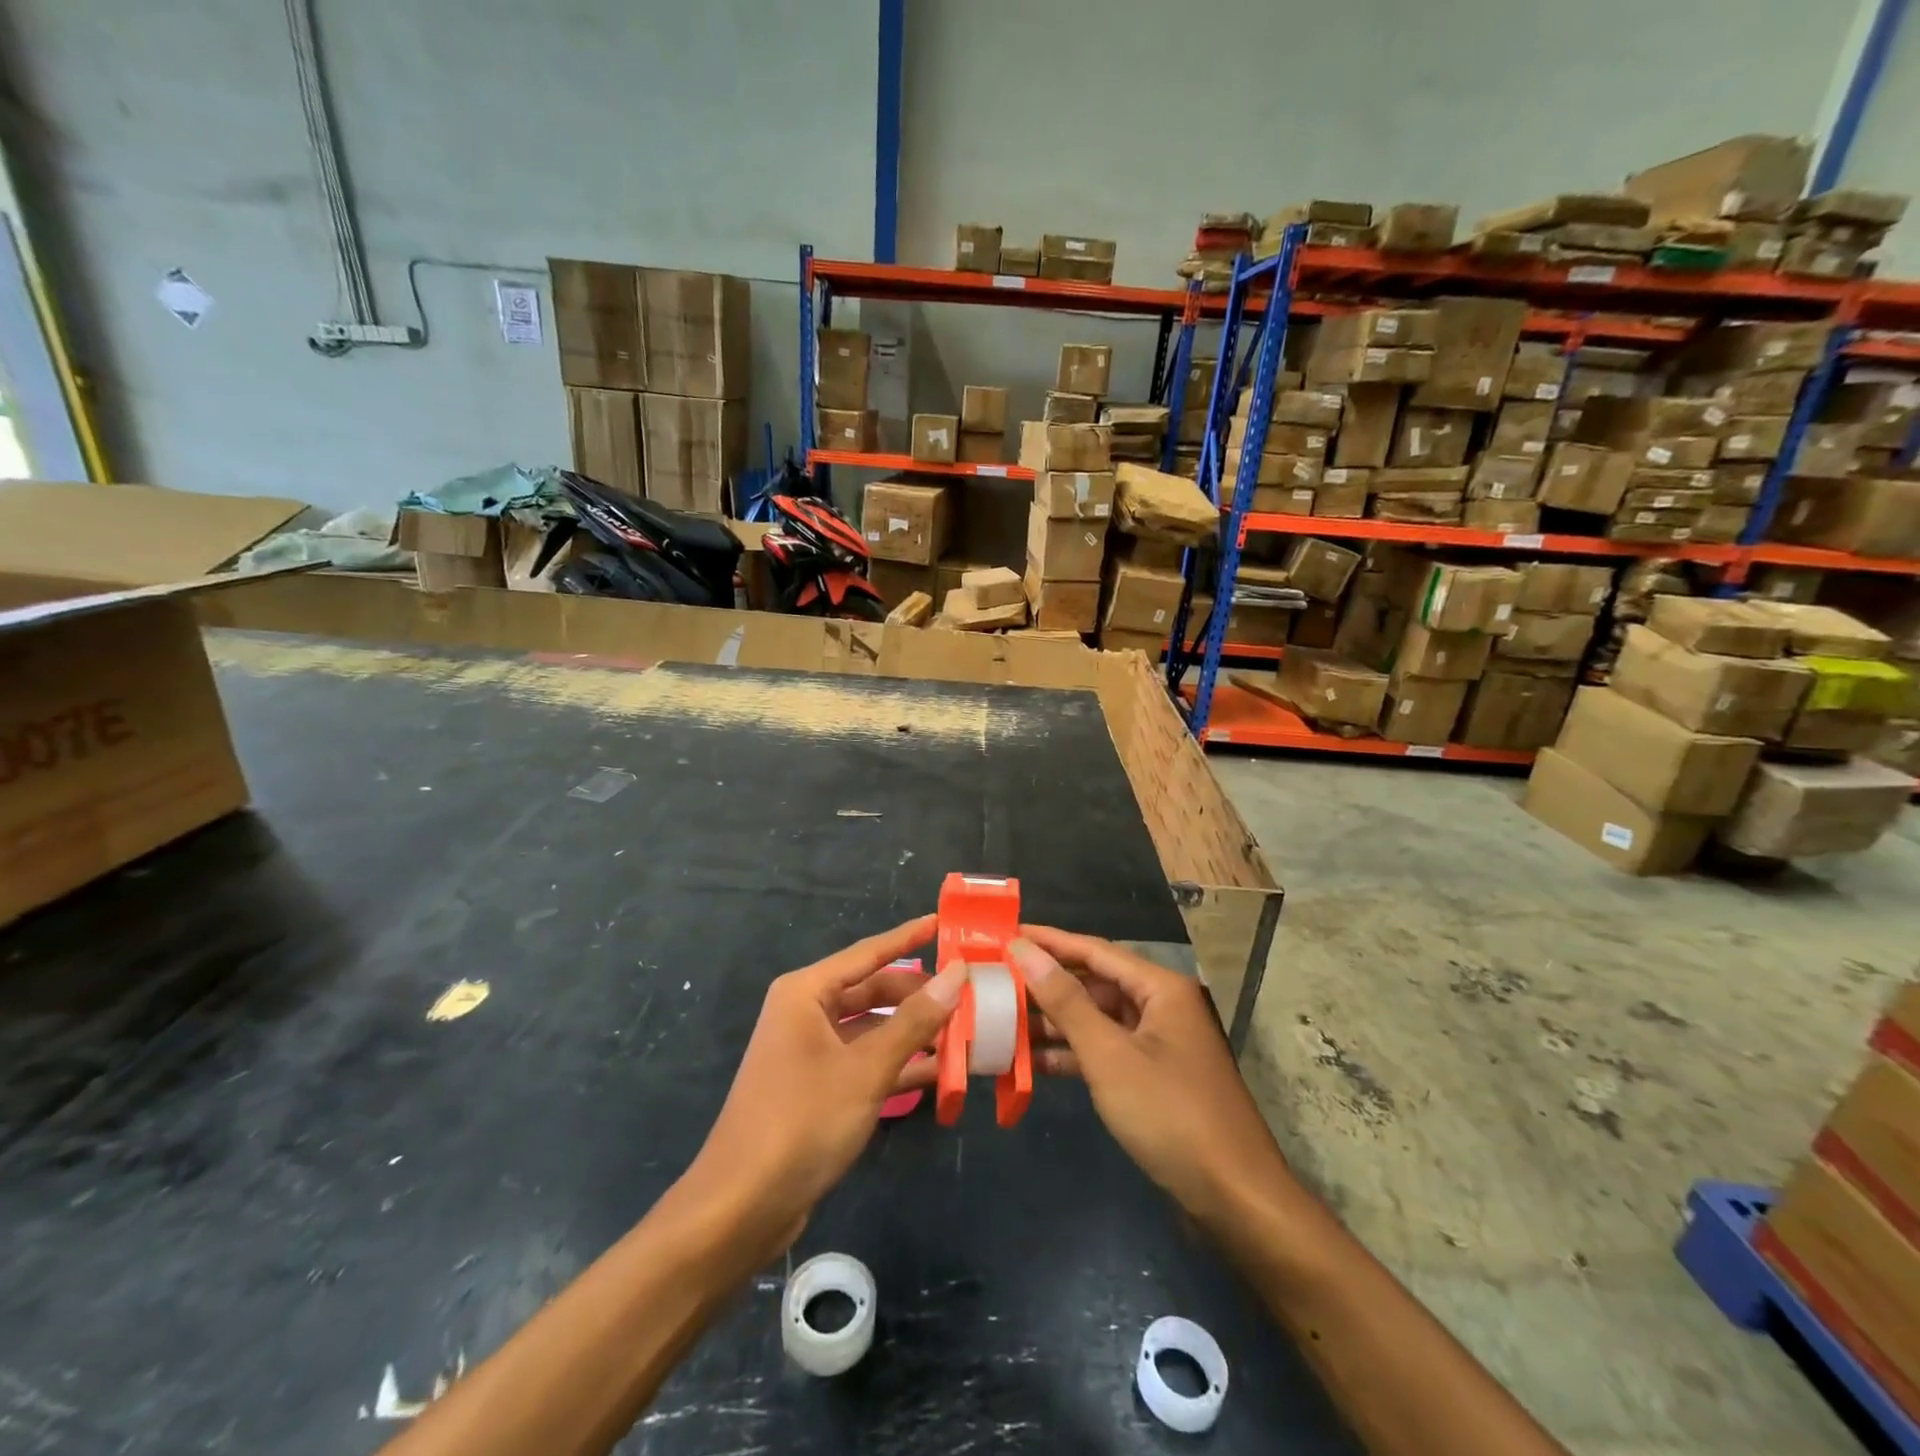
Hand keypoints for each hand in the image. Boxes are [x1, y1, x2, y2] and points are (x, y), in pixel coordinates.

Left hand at [681, 915, 961, 1255]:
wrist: (741, 1207)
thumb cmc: (802, 1121)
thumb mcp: (867, 1068)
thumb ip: (915, 1020)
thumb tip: (957, 973)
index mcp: (806, 993)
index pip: (869, 953)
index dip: (908, 937)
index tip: (944, 922)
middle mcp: (806, 1013)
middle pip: (873, 991)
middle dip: (919, 994)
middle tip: (968, 993)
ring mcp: (810, 1052)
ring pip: (872, 1029)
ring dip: (914, 1032)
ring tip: (965, 1031)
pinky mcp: (817, 1087)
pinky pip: (865, 1061)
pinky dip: (898, 1064)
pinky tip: (940, 1072)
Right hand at [1009, 926, 1290, 1222]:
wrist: (1235, 1199)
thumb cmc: (1171, 1115)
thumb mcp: (1109, 1055)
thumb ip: (1066, 1002)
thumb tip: (1025, 952)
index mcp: (1160, 988)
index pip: (1095, 950)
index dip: (1050, 941)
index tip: (1008, 934)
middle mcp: (1162, 1006)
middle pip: (1096, 983)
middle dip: (1048, 983)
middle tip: (999, 978)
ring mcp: (1159, 1044)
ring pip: (1098, 1019)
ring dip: (1056, 1021)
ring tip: (1005, 1018)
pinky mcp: (1154, 1077)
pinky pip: (1106, 1051)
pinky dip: (1074, 1054)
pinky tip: (1033, 1061)